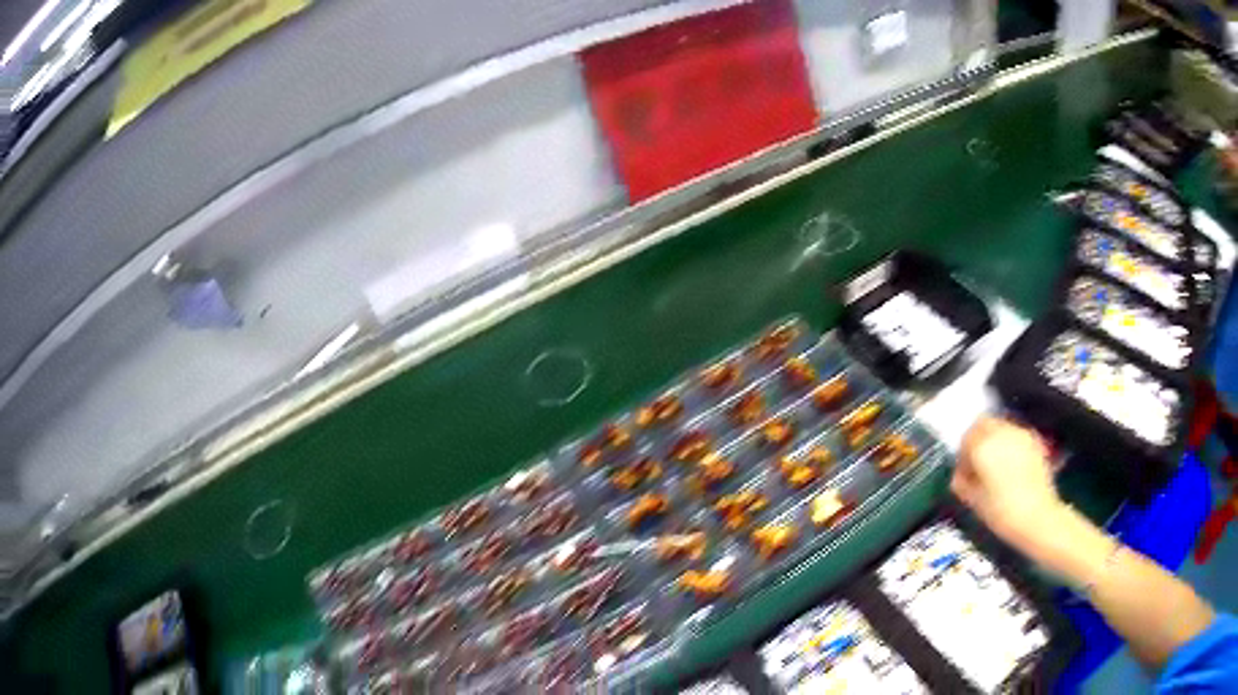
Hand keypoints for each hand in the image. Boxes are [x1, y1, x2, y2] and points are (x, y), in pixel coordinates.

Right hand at [951, 416, 1063, 552]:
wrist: (1038, 517)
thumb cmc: (1003, 513)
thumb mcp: (975, 502)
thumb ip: (963, 484)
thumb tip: (960, 476)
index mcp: (983, 447)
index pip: (966, 438)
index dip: (962, 455)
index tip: (963, 472)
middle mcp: (1002, 433)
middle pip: (983, 423)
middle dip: (977, 438)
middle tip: (976, 461)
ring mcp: (1020, 435)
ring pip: (1000, 425)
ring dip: (994, 439)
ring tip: (994, 464)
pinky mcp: (1035, 441)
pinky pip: (1015, 434)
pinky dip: (1009, 443)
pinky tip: (1010, 465)